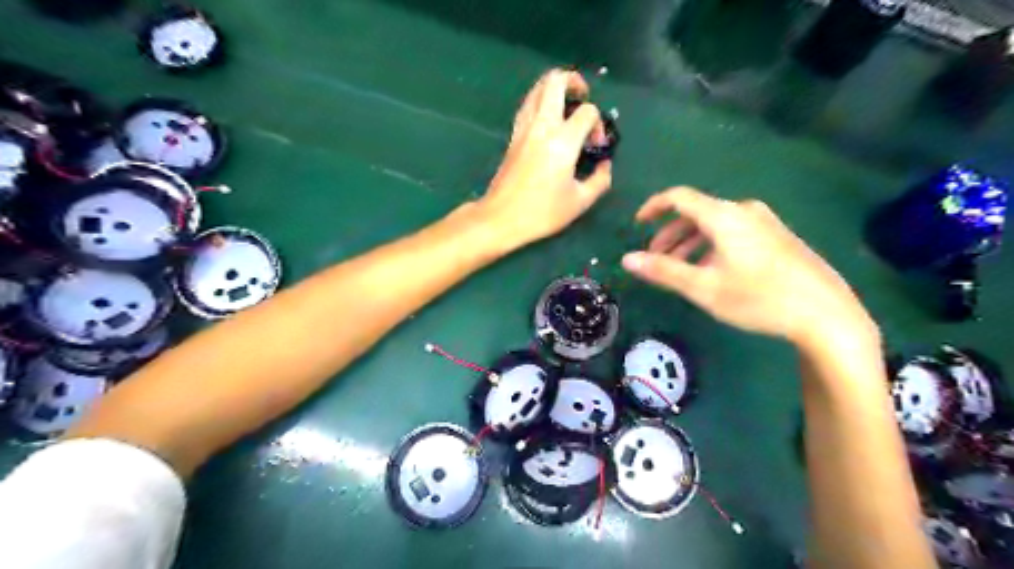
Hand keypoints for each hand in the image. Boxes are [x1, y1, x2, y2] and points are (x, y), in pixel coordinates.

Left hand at [481, 67, 612, 247]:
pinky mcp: (513, 136)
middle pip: (555, 81)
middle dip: (574, 81)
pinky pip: (528, 105)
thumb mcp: (580, 202)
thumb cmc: (542, 212)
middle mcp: (542, 126)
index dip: (598, 124)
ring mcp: (524, 128)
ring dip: (554, 89)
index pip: (587, 111)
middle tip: (583, 98)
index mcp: (562, 141)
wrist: (501, 218)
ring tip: (566, 106)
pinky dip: (540, 102)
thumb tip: (605, 165)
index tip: (596, 146)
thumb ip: (600, 180)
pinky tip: (548, 120)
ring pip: (537, 88)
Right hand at [624, 187, 874, 351]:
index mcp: (724, 216)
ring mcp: (765, 223)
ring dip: (690, 242)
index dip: (653, 207)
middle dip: (669, 234)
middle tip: (655, 258)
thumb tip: (627, 259)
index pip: (679, 197)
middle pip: (696, 212)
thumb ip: (663, 271)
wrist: (826, 315)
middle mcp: (744, 211)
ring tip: (679, 268)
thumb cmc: (758, 298)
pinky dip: (711, 245)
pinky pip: (733, 232)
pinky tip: (712, 270)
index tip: (637, 224)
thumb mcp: (704, 288)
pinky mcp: (777, 237)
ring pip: (715, 224)